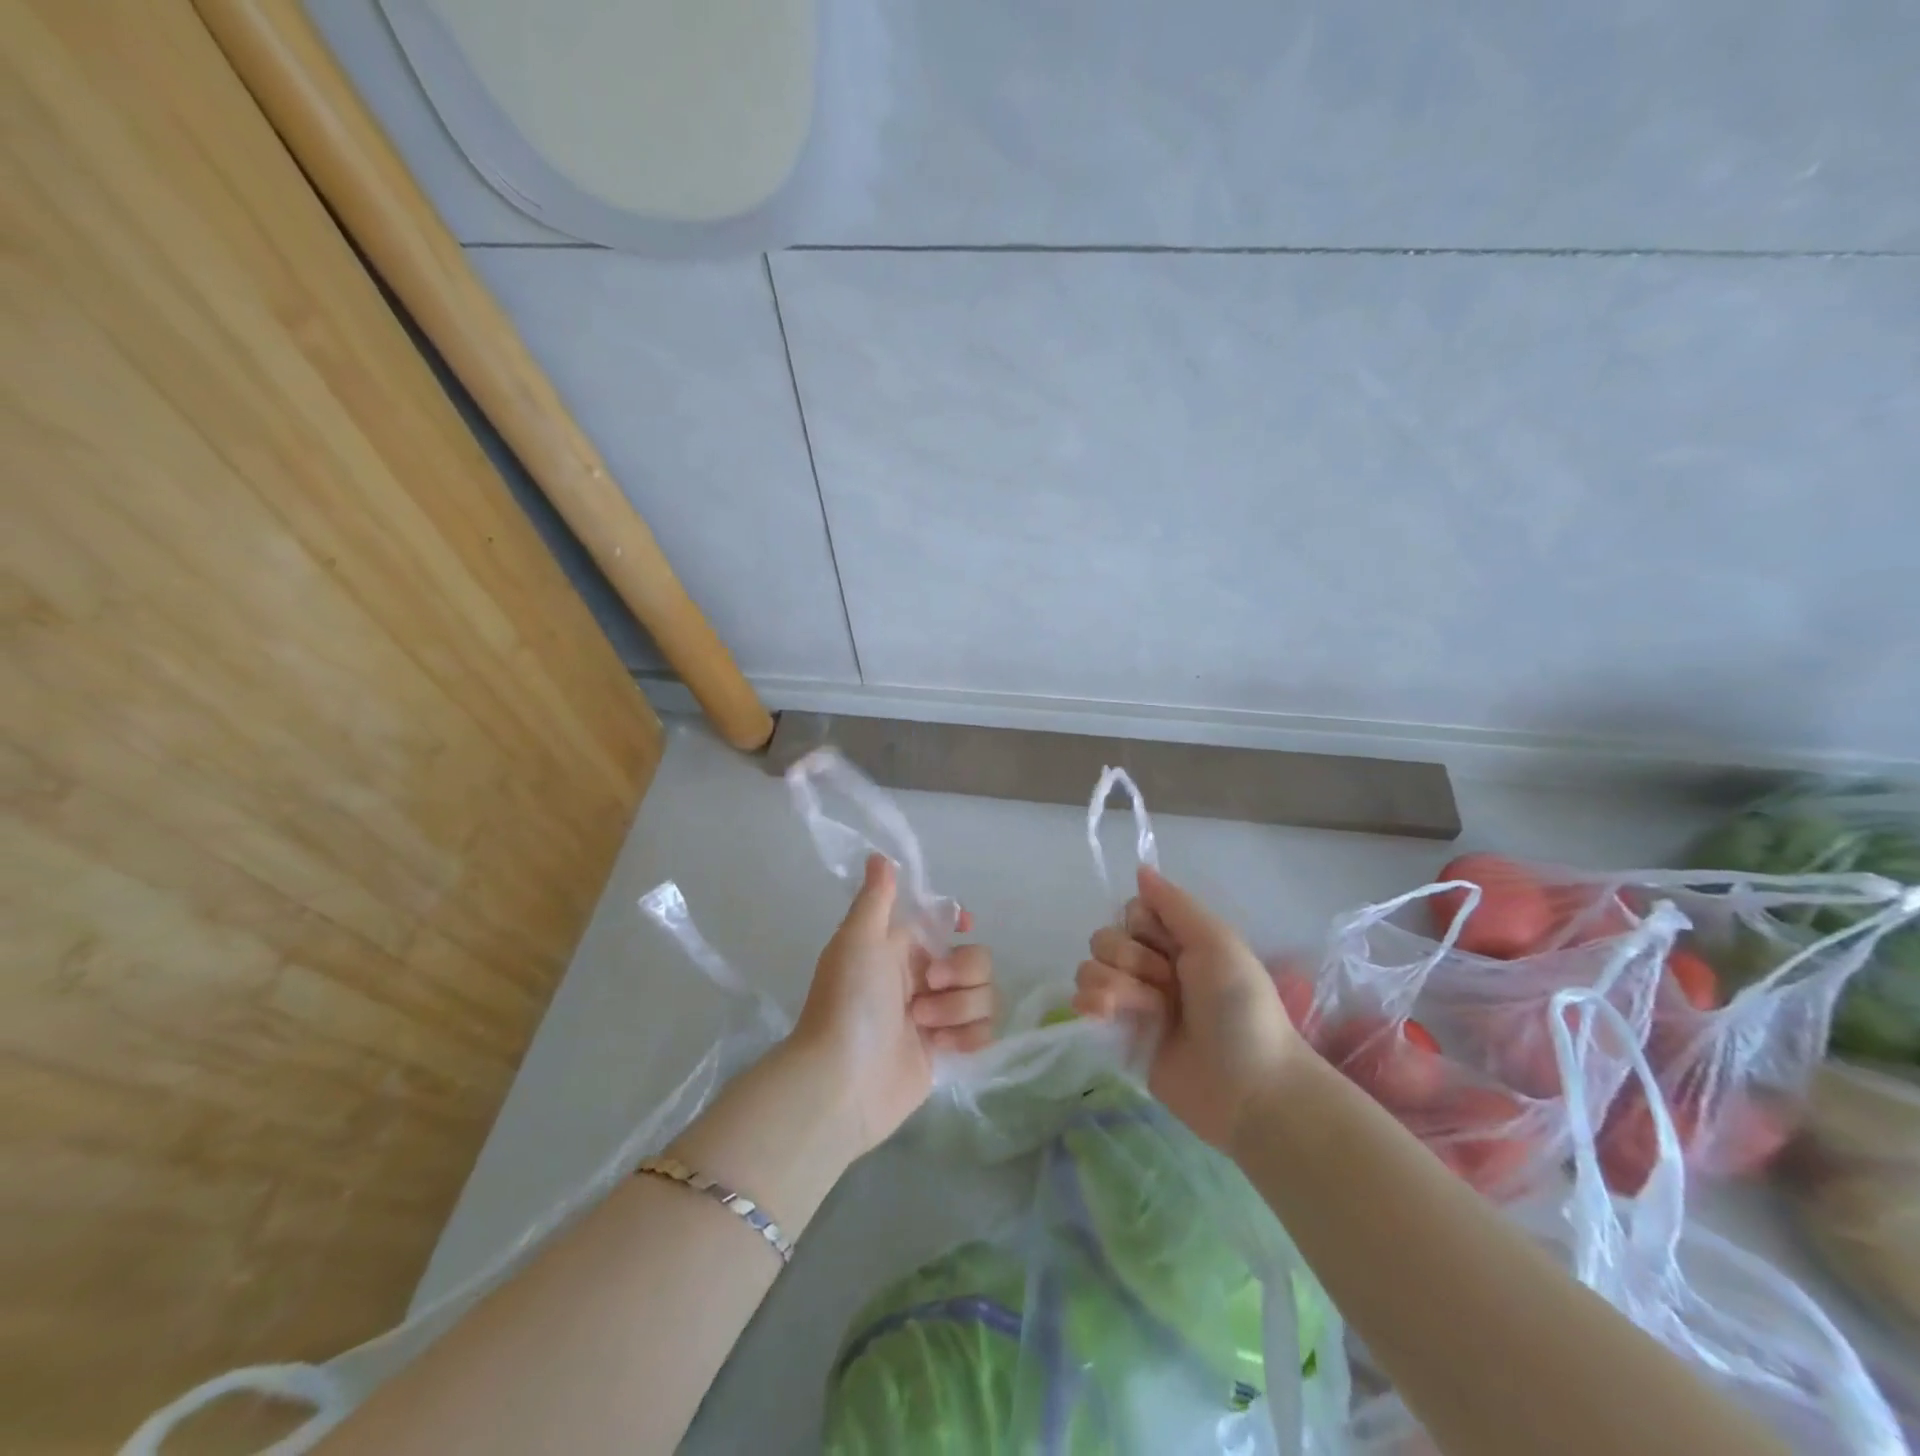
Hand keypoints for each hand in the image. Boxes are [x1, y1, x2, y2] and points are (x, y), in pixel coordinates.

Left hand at [791, 853, 995, 1155]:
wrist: (842, 1082)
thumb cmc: (848, 1002)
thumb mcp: (857, 940)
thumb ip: (876, 898)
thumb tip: (879, 855)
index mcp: (901, 947)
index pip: (944, 922)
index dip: (959, 921)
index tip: (964, 925)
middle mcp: (922, 978)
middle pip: (976, 959)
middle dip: (961, 972)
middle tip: (928, 987)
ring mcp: (937, 1016)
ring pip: (984, 996)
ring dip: (959, 1008)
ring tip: (923, 1024)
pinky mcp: (947, 1052)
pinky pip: (983, 1032)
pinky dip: (967, 1038)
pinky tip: (939, 1047)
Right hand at [1072, 865, 1298, 1152]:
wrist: (1249, 1089)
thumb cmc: (1240, 1010)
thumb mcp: (1217, 944)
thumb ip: (1176, 904)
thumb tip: (1140, 868)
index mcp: (1177, 942)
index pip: (1131, 912)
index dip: (1142, 926)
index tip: (1170, 947)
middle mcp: (1151, 967)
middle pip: (1106, 938)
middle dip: (1130, 959)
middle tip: (1167, 986)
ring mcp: (1133, 1002)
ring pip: (1090, 968)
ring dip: (1114, 987)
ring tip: (1148, 1012)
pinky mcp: (1117, 1035)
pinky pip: (1081, 1003)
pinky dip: (1090, 1005)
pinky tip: (1107, 1017)